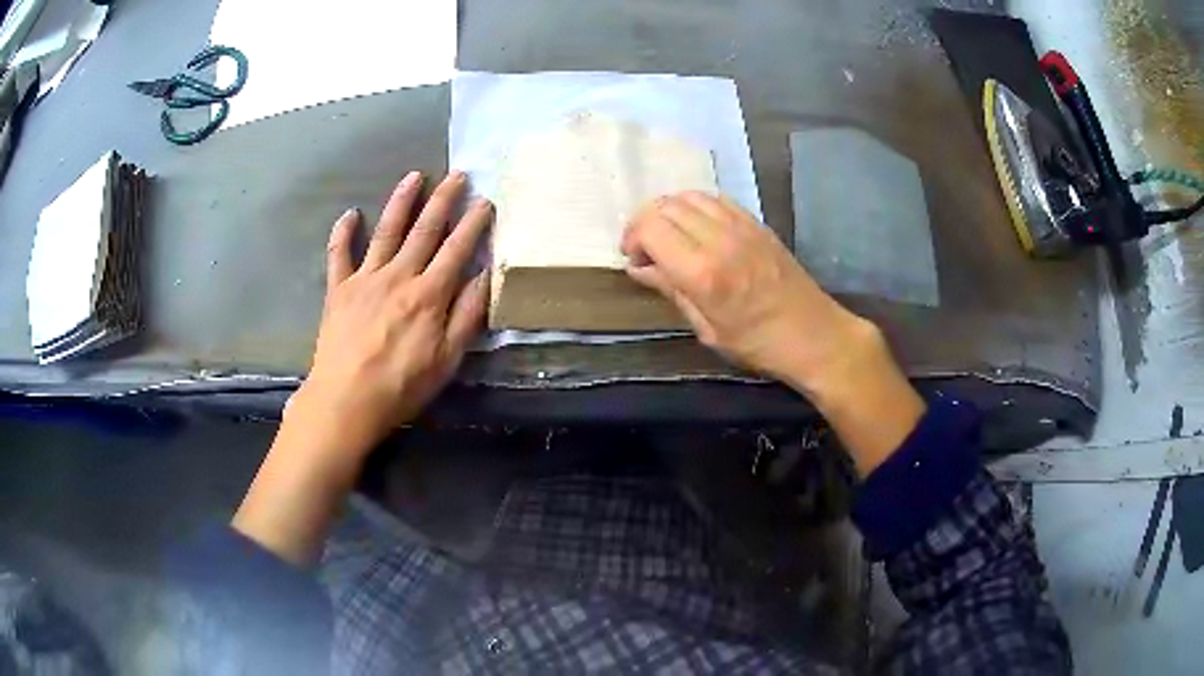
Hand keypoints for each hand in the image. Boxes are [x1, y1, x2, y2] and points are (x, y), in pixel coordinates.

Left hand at [294, 170, 489, 456]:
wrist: (346, 401)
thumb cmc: (401, 387)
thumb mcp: (447, 359)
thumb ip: (467, 315)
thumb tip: (486, 275)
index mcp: (428, 295)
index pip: (457, 250)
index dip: (473, 224)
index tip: (486, 201)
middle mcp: (398, 276)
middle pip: (424, 230)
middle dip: (443, 200)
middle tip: (458, 174)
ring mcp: (365, 279)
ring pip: (386, 231)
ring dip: (401, 201)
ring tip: (414, 176)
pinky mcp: (339, 289)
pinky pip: (339, 254)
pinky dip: (342, 232)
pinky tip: (349, 213)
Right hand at [622, 192, 861, 392]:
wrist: (814, 335)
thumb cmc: (757, 344)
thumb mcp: (707, 329)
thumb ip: (671, 291)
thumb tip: (638, 268)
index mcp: (703, 272)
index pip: (651, 228)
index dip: (632, 238)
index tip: (633, 259)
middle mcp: (719, 239)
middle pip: (666, 206)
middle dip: (645, 222)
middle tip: (645, 249)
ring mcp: (742, 226)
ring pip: (690, 196)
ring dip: (670, 211)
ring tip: (669, 237)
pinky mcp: (757, 223)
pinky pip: (716, 199)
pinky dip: (696, 207)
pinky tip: (697, 229)